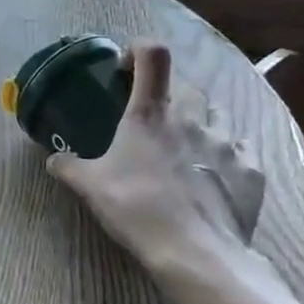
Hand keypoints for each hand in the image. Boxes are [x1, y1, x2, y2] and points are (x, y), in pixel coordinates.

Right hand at [47, 41, 266, 281]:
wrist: (195, 253)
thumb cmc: (136, 207)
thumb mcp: (90, 186)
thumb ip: (69, 167)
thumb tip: (52, 159)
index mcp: (149, 113)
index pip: (152, 55)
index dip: (139, 50)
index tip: (126, 69)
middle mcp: (191, 118)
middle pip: (186, 87)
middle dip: (171, 96)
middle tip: (155, 120)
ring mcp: (226, 143)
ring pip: (218, 113)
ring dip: (202, 121)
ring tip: (188, 146)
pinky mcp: (251, 170)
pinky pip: (242, 149)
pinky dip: (229, 154)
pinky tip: (217, 174)